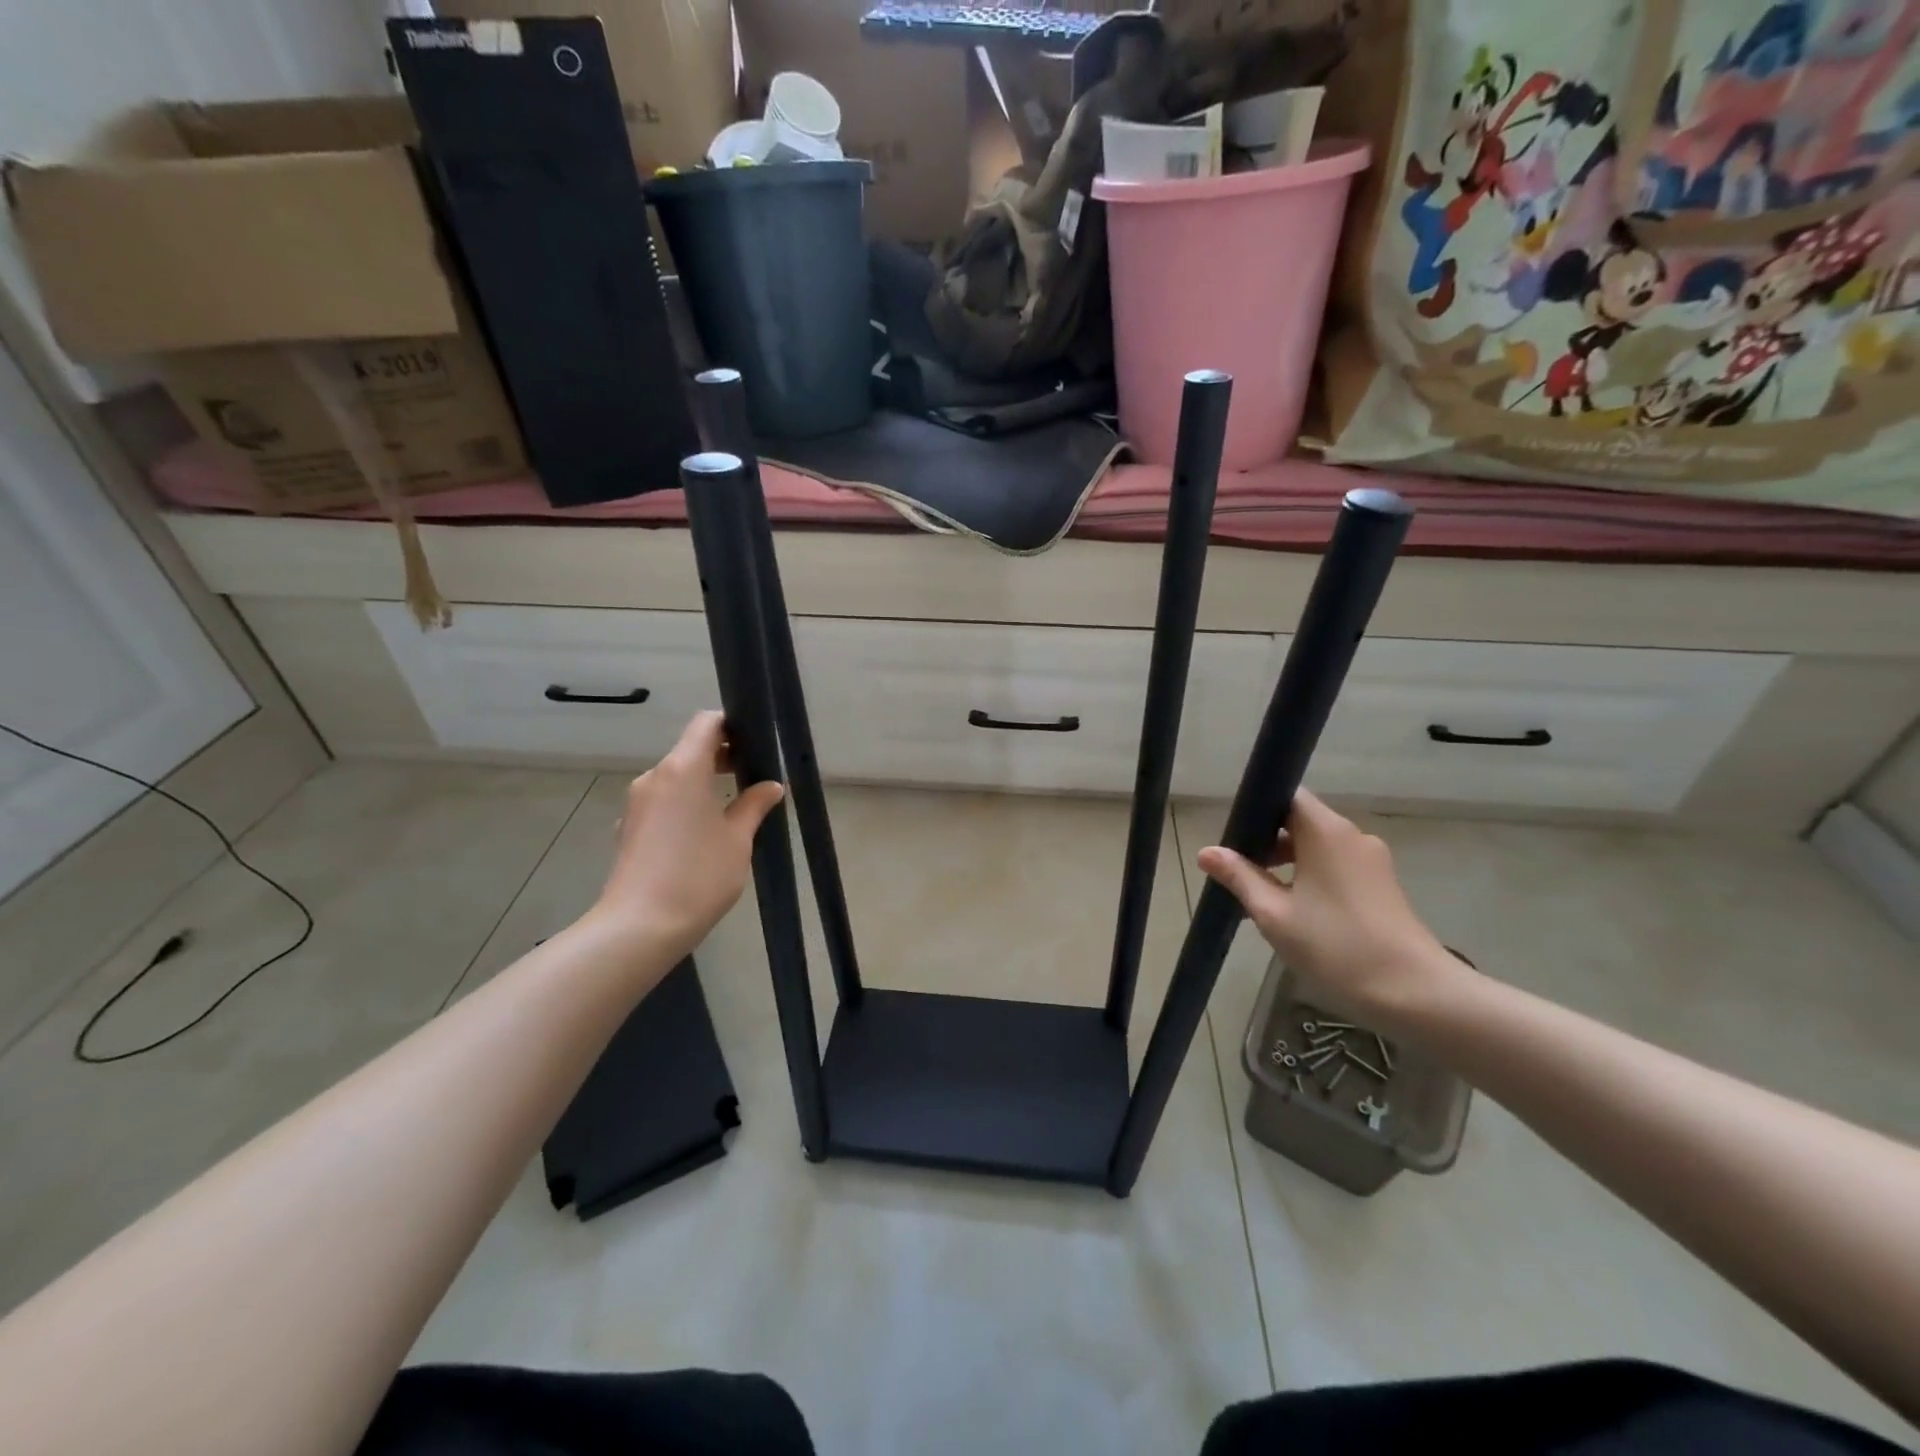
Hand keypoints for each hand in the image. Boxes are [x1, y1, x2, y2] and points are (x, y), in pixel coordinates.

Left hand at [588, 711, 783, 960]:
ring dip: (703, 782)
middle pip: (690, 749)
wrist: (640, 927)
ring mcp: (637, 804)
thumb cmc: (698, 876)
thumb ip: (754, 805)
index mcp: (682, 769)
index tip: (755, 742)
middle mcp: (654, 777)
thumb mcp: (738, 839)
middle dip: (722, 756)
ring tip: (733, 808)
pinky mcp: (629, 828)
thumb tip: (770, 786)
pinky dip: (685, 804)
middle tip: (754, 777)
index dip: (731, 725)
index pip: (706, 724)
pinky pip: (663, 802)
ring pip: (676, 777)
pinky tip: (702, 834)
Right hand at [1197, 791, 1462, 1017]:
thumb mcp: (1274, 914)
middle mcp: (1352, 836)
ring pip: (1318, 846)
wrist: (1414, 993)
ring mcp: (1372, 861)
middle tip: (1238, 871)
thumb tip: (1207, 852)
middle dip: (1267, 840)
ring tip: (1262, 896)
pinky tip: (1296, 910)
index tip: (1234, 838)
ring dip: (1289, 862)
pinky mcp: (1382, 885)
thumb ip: (1240, 877)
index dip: (1257, 810)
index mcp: (1325, 832)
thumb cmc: (1336, 946)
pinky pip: (1336, 865)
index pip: (1287, 796)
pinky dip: (1311, 876)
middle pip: (1301, 821)